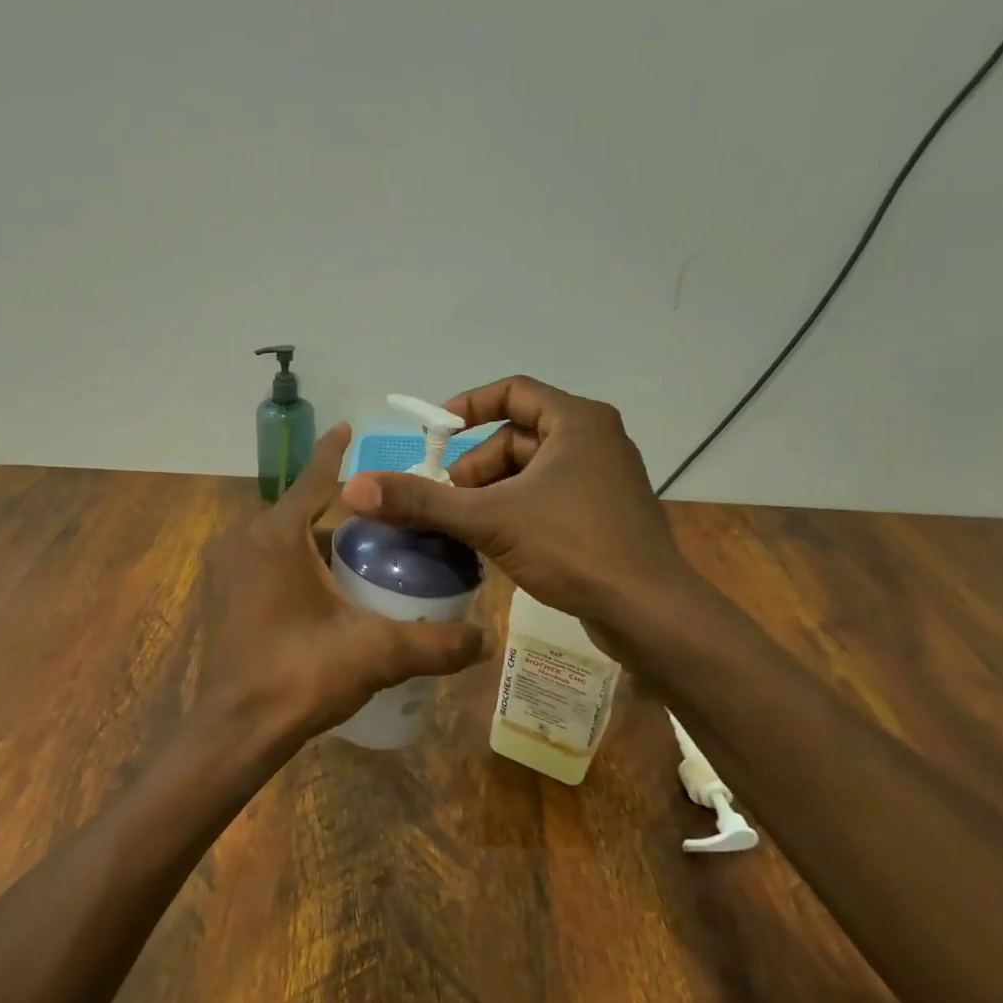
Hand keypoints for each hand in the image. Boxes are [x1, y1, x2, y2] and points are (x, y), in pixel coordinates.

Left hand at [194, 423, 491, 757]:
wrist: (236, 730)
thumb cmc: (300, 676)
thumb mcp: (376, 654)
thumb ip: (435, 643)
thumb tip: (487, 639)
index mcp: (276, 537)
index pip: (313, 480)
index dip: (334, 453)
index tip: (349, 428)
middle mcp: (243, 542)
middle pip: (301, 514)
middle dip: (341, 516)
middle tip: (386, 527)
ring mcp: (226, 570)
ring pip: (282, 543)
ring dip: (317, 545)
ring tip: (363, 561)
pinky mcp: (222, 598)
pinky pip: (265, 566)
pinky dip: (294, 567)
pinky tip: (326, 593)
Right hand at [340, 377, 706, 659]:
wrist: (648, 611)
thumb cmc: (573, 547)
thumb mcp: (489, 520)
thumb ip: (422, 502)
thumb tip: (354, 488)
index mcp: (577, 421)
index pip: (513, 392)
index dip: (467, 407)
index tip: (433, 437)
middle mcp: (594, 440)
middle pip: (516, 437)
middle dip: (474, 466)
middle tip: (446, 500)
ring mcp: (602, 479)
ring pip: (529, 472)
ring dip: (490, 493)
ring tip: (464, 527)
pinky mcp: (603, 514)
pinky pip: (546, 497)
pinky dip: (514, 510)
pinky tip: (494, 543)